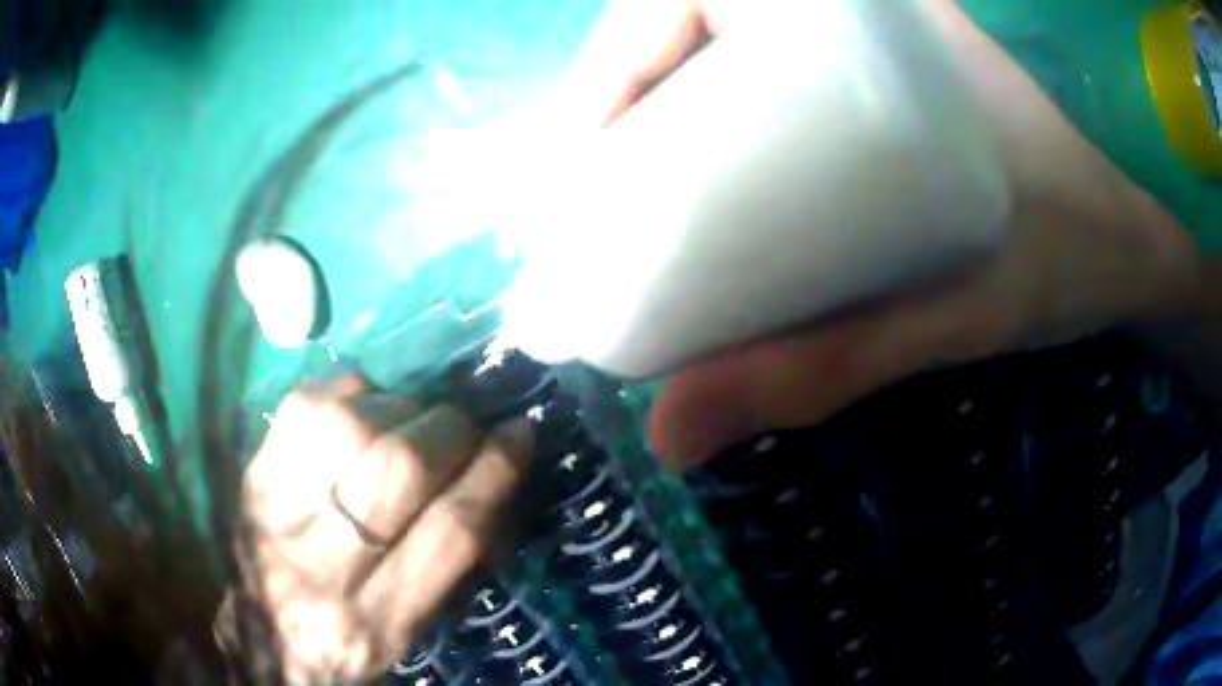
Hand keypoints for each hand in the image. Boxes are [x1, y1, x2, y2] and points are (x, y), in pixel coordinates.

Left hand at [232, 375, 532, 682]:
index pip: (451, 532)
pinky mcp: (249, 475)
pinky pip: (303, 406)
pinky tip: (360, 407)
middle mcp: (323, 567)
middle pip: (398, 468)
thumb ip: (441, 571)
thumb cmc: (335, 649)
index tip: (519, 435)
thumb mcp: (402, 638)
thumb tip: (485, 485)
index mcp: (378, 623)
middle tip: (462, 424)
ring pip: (347, 426)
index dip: (494, 472)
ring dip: (397, 406)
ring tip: (411, 415)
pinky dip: (347, 393)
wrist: (249, 641)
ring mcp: (275, 512)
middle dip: (448, 429)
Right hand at [561, 0, 1201, 467]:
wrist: (1136, 239)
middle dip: (619, 95)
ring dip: (657, 110)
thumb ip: (824, 366)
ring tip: (621, 196)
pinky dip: (713, 115)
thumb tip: (670, 435)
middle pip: (690, 20)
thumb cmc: (1075, 250)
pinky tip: (699, 177)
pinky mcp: (884, 70)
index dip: (612, 63)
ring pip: (721, 46)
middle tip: (586, 194)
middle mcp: (860, 7)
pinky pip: (766, 72)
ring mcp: (870, 33)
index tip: (577, 160)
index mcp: (876, 14)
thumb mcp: (959, 309)